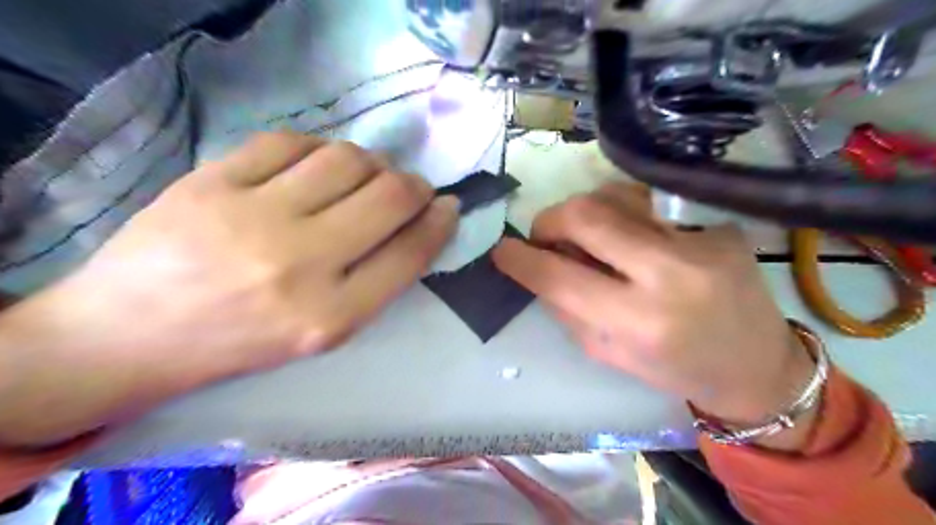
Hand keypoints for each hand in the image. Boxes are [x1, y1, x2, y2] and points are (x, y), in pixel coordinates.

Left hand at [1, 133, 456, 444]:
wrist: (130, 335)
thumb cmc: (242, 342)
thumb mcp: (323, 332)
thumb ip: (376, 281)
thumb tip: (420, 223)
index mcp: (331, 316)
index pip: (410, 253)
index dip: (439, 222)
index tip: (447, 206)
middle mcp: (300, 265)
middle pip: (389, 197)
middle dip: (414, 186)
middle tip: (410, 188)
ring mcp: (253, 217)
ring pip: (347, 159)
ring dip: (371, 163)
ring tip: (362, 176)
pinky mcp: (212, 181)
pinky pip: (291, 142)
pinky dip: (317, 149)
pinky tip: (313, 166)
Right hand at [492, 184, 815, 438]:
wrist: (755, 361)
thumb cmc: (674, 368)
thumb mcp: (607, 353)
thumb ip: (566, 308)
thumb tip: (538, 265)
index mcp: (641, 322)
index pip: (560, 277)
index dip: (520, 260)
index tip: (502, 252)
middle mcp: (670, 272)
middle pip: (586, 215)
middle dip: (548, 221)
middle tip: (544, 236)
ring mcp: (698, 238)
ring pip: (613, 195)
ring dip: (583, 212)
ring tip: (585, 236)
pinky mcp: (714, 220)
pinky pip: (645, 199)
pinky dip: (618, 211)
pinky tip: (623, 232)